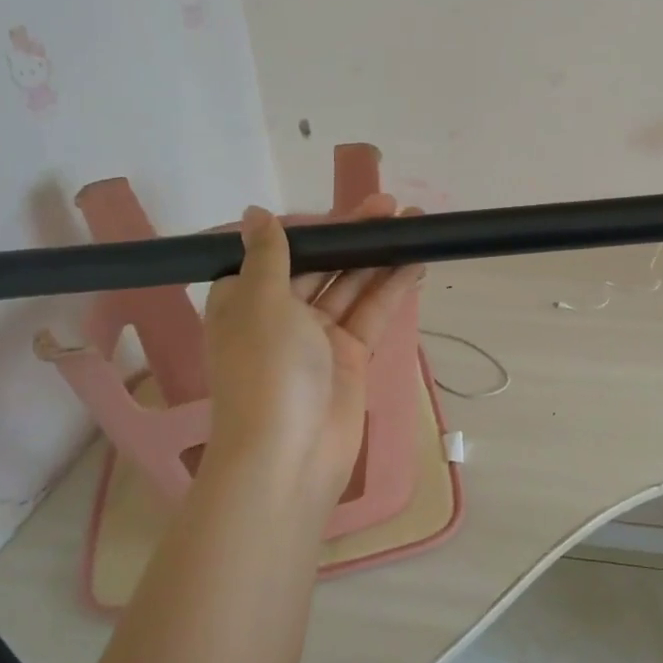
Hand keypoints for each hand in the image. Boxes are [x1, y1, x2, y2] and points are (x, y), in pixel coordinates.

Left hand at [201, 197, 423, 518]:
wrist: (290, 454)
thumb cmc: (267, 370)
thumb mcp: (261, 302)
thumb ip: (269, 254)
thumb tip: (254, 213)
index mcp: (246, 299)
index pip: (283, 252)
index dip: (316, 228)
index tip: (348, 209)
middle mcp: (280, 314)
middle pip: (323, 265)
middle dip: (355, 238)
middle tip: (393, 208)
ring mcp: (318, 337)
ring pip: (352, 286)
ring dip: (380, 258)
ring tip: (415, 227)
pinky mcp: (350, 357)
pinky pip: (371, 314)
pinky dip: (391, 289)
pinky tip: (415, 264)